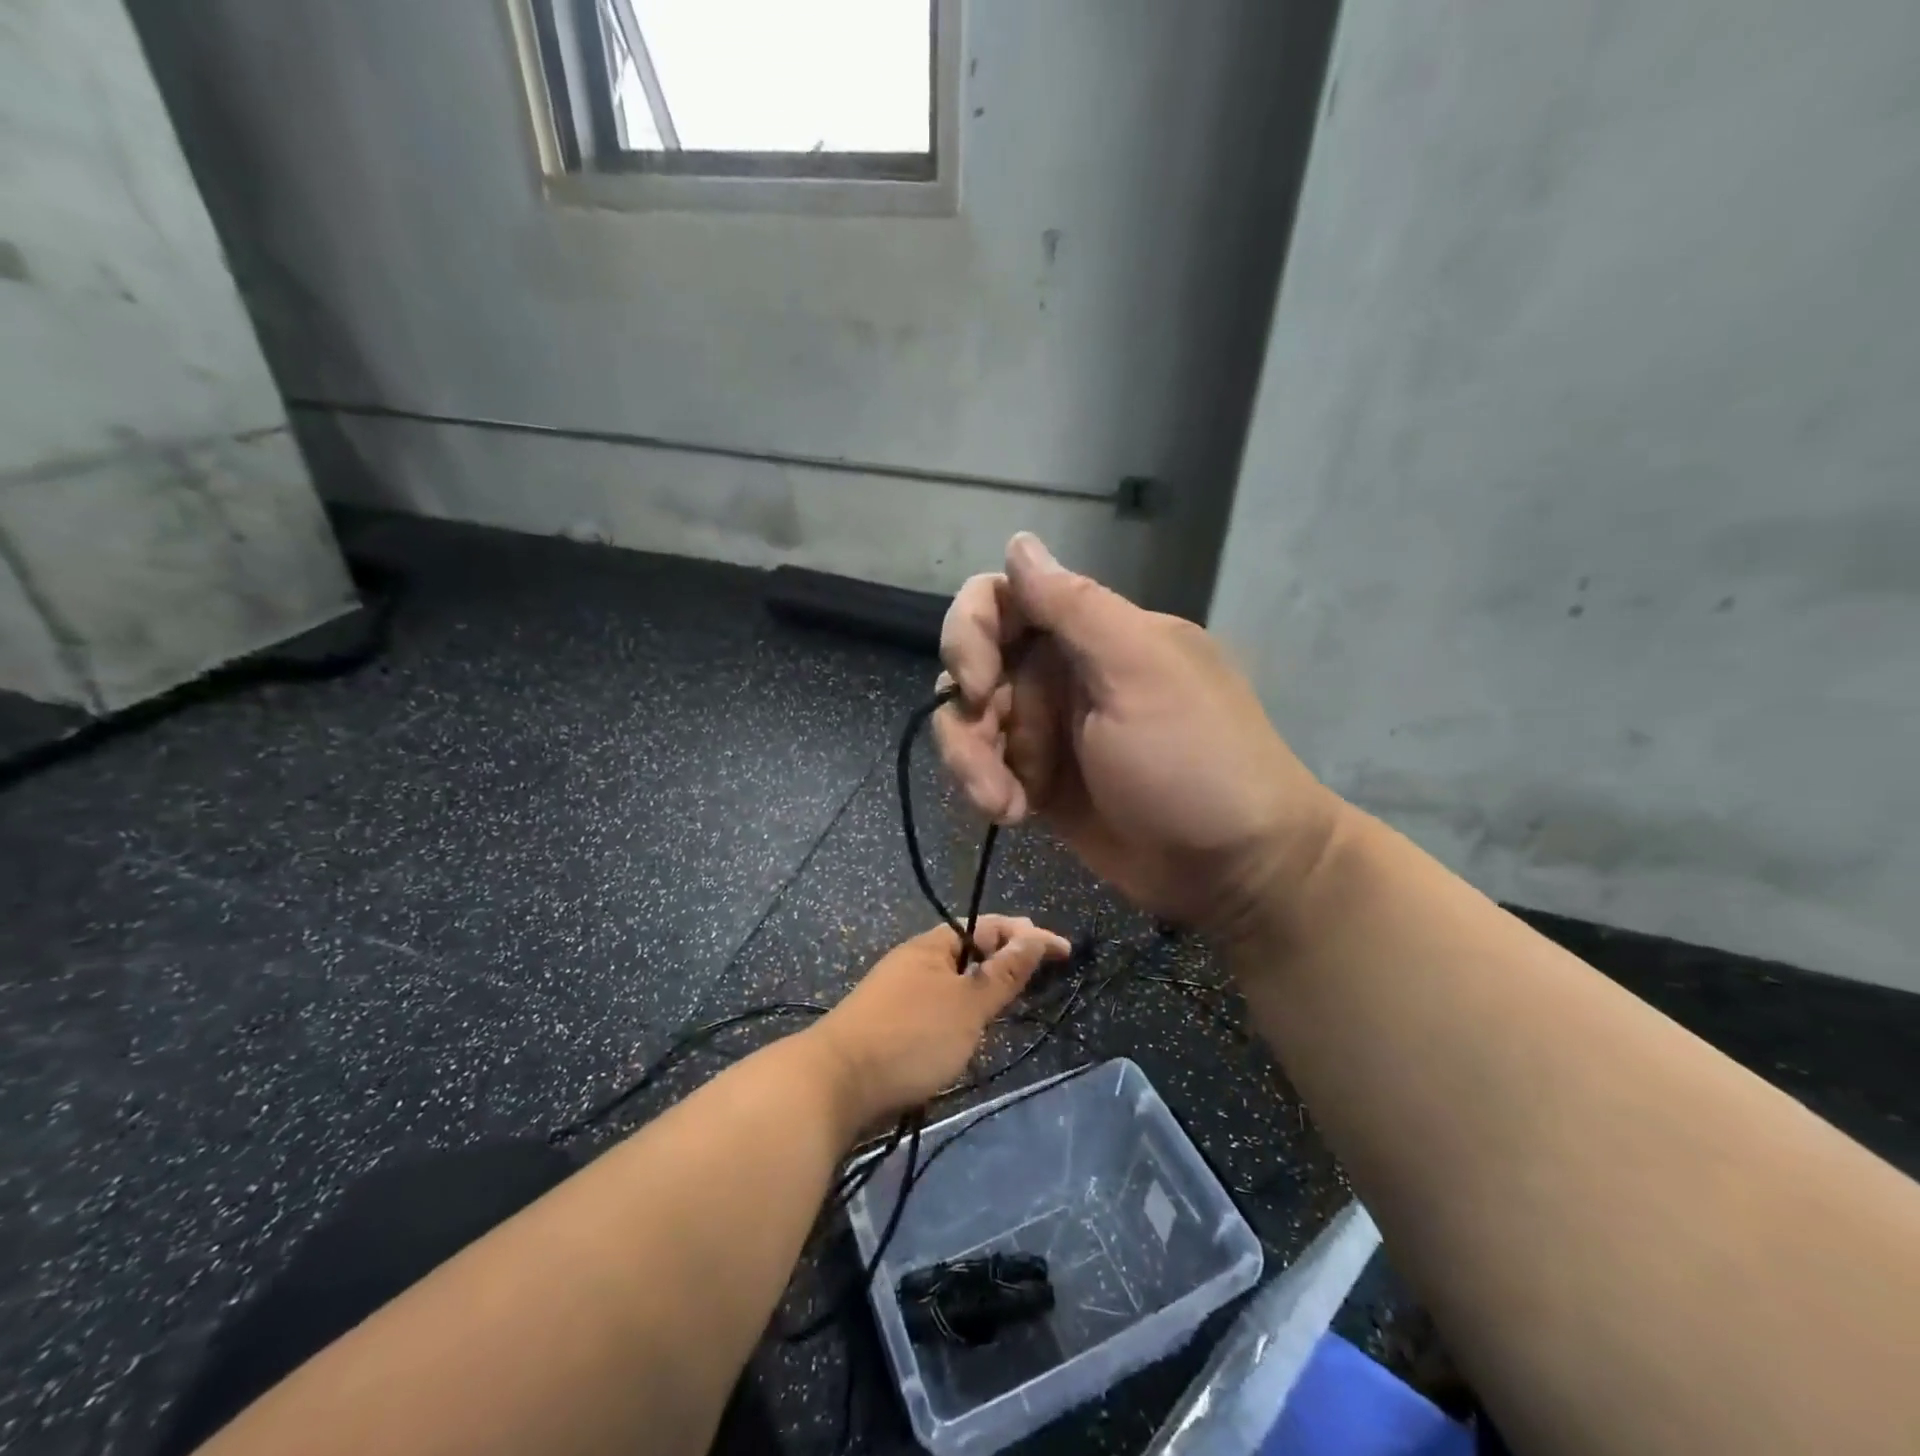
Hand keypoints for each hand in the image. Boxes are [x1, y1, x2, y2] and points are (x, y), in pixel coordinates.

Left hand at [806, 917, 1071, 1124]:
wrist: (835, 1084)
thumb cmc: (910, 1036)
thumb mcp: (967, 1004)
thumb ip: (1004, 972)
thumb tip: (1035, 935)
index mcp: (933, 945)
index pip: (990, 925)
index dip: (1029, 934)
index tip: (1064, 952)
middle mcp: (915, 960)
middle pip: (971, 950)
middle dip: (1007, 958)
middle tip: (1041, 977)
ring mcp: (899, 992)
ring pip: (955, 980)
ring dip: (985, 987)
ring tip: (1012, 1004)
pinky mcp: (890, 1024)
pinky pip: (939, 1005)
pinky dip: (963, 1011)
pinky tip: (970, 1033)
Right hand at [935, 533, 1345, 942]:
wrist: (1234, 868)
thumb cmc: (1196, 761)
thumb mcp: (1141, 673)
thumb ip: (1076, 607)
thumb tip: (1019, 542)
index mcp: (1092, 633)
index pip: (1001, 600)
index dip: (971, 633)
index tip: (978, 687)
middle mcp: (1063, 671)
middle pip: (974, 666)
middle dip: (968, 716)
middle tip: (986, 766)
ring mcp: (1049, 729)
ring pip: (971, 722)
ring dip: (972, 762)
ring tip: (1004, 805)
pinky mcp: (1040, 779)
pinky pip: (986, 767)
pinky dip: (987, 788)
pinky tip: (1014, 815)